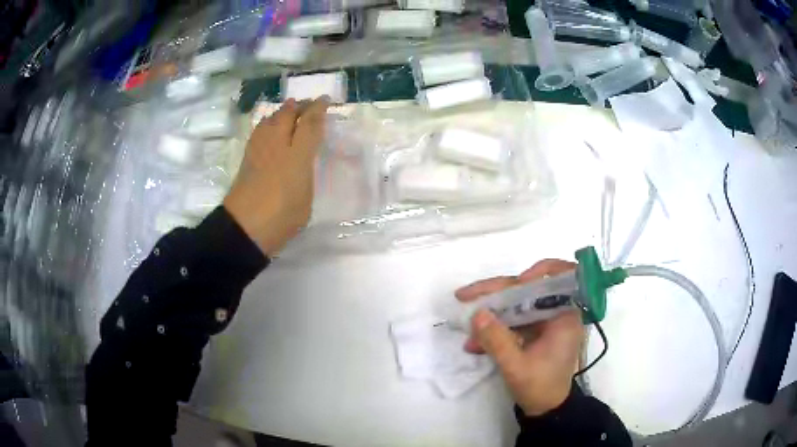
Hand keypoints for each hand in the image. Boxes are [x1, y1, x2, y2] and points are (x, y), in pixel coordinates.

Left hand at [224, 97, 329, 255]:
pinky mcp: (247, 157)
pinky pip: (259, 130)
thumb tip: (302, 163)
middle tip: (308, 103)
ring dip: (282, 111)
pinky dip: (268, 122)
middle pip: (287, 115)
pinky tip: (269, 126)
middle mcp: (278, 146)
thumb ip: (306, 176)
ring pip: (270, 119)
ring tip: (289, 110)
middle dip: (299, 105)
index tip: (325, 100)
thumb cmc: (281, 218)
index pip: (309, 124)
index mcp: (297, 156)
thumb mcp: (306, 199)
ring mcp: (259, 150)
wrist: (244, 228)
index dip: (318, 109)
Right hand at [455, 259, 583, 415]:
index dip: (541, 271)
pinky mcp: (535, 331)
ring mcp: (545, 322)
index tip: (517, 281)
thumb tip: (477, 313)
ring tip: (466, 326)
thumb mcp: (516, 367)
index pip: (560, 278)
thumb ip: (497, 340)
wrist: (546, 409)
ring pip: (517, 305)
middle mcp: (558, 313)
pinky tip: (475, 342)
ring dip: (491, 314)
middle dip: (497, 294)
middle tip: (466, 296)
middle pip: (528, 290)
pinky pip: (513, 321)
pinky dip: (495, 328)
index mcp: (566, 316)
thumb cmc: (540, 388)